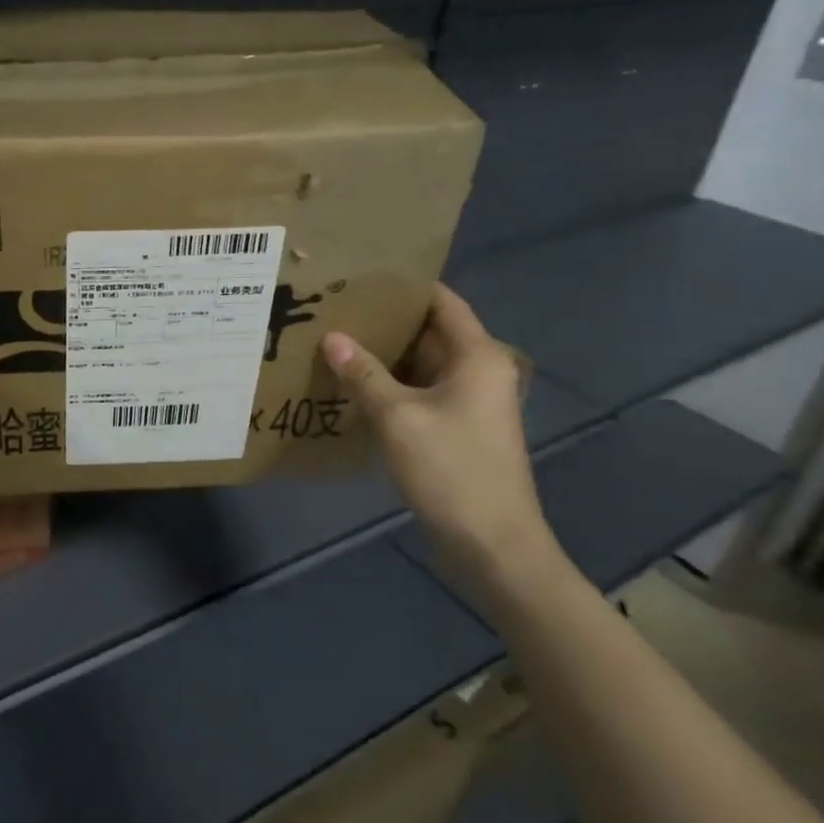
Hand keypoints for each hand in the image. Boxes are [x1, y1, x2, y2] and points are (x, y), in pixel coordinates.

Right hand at [321, 284, 568, 615]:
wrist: (492, 545)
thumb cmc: (452, 470)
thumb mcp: (398, 418)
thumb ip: (364, 374)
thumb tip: (332, 338)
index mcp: (478, 356)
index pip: (442, 301)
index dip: (405, 286)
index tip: (360, 277)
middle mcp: (480, 371)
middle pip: (430, 331)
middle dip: (386, 321)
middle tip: (335, 308)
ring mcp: (470, 402)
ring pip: (422, 365)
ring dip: (385, 356)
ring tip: (336, 340)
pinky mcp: (457, 429)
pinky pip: (421, 393)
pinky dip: (391, 385)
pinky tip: (353, 384)